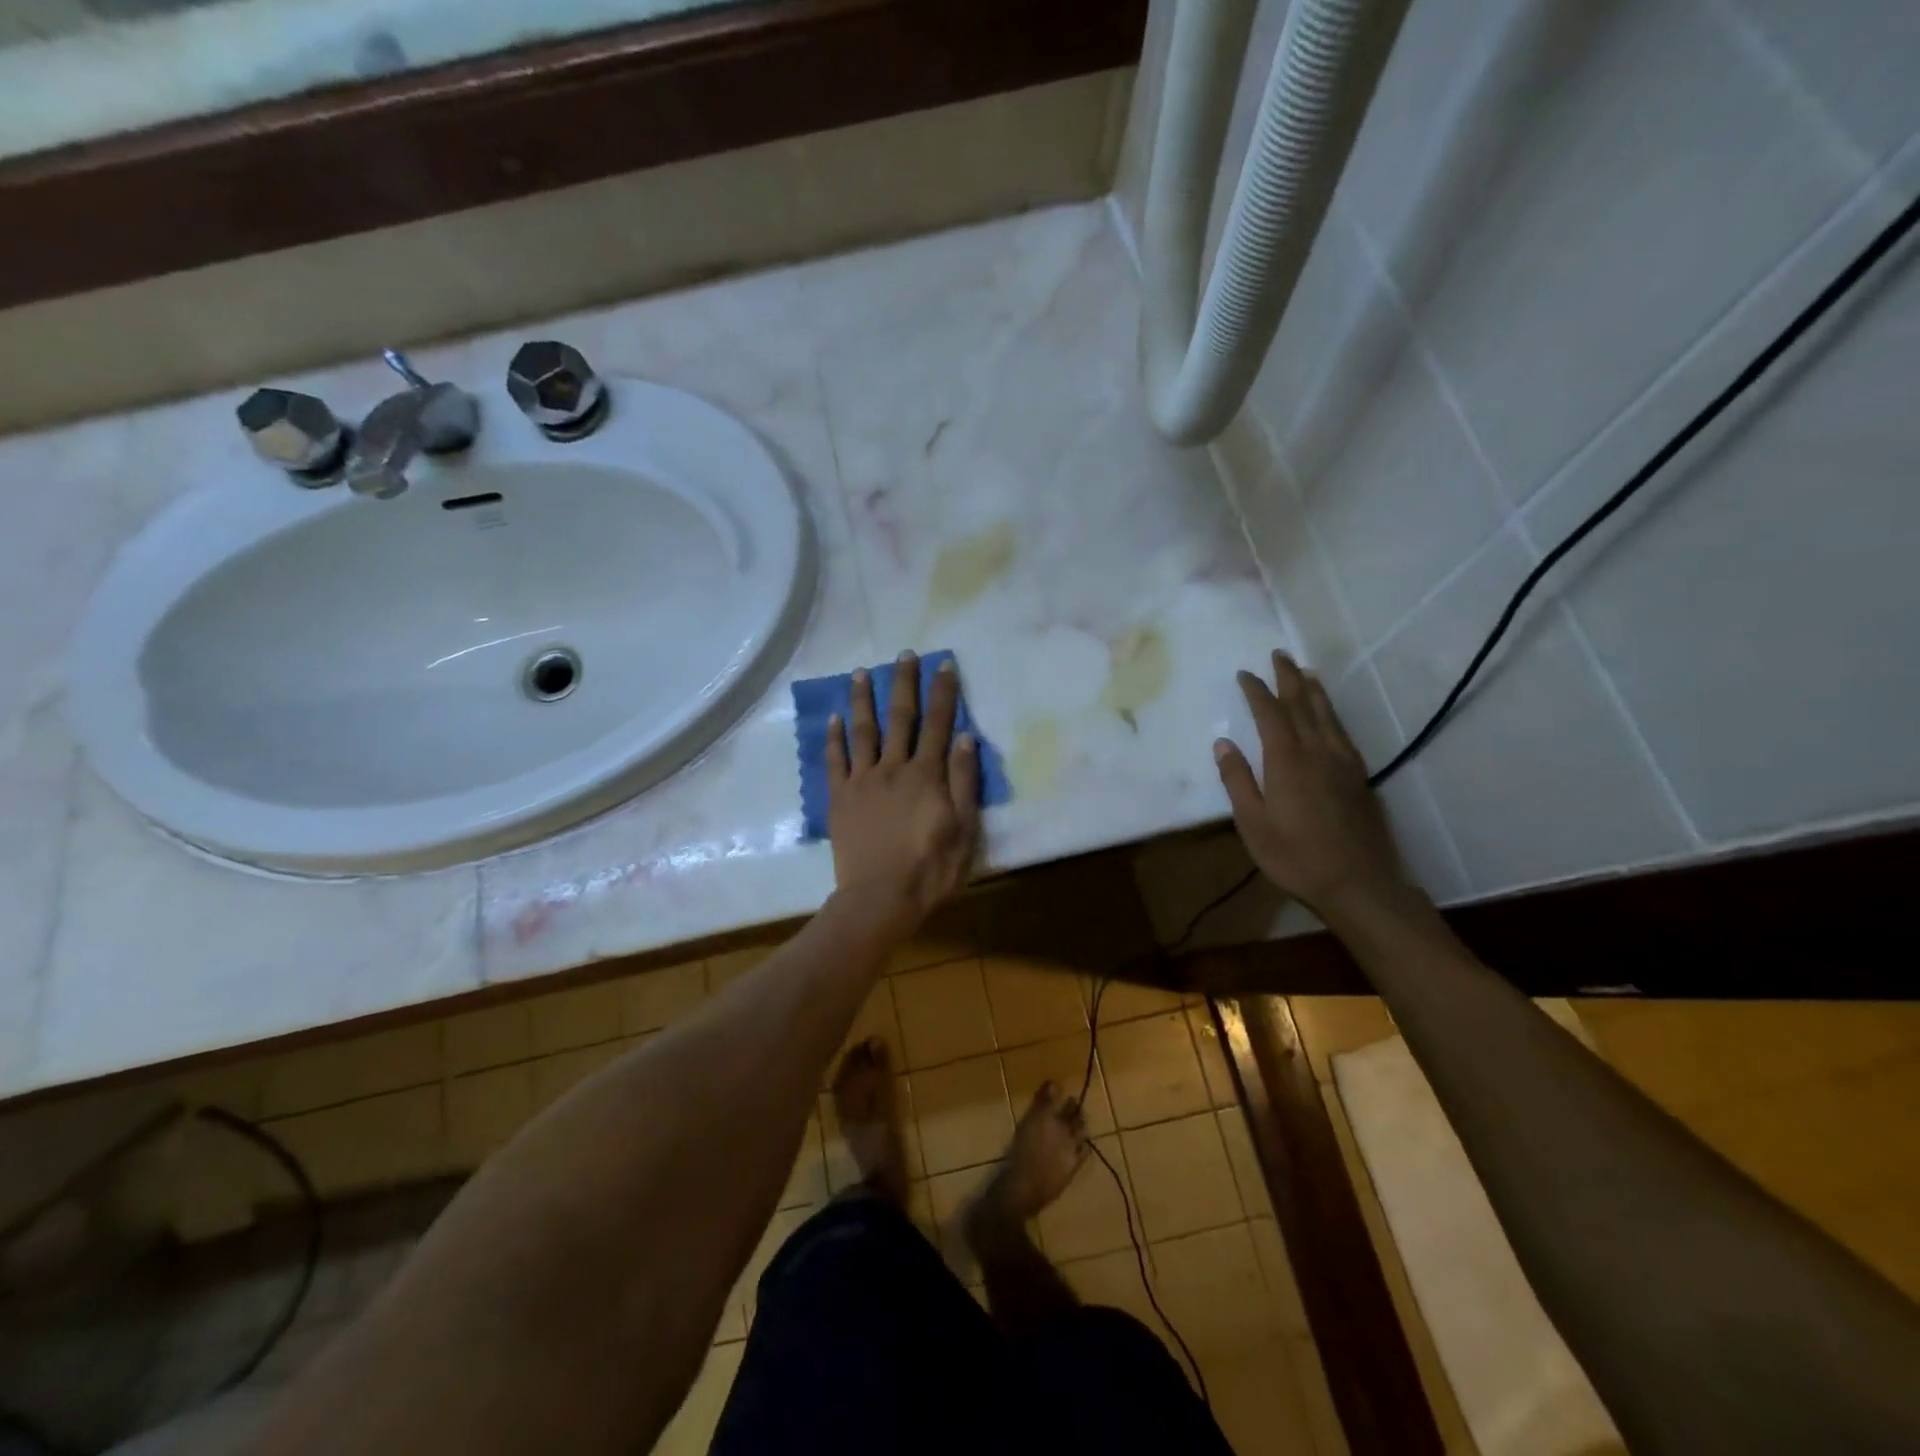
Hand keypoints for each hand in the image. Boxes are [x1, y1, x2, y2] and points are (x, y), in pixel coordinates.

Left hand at [826, 652, 980, 933]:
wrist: (880, 898)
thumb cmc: (930, 867)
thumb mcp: (964, 828)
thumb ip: (964, 781)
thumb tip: (964, 736)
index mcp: (926, 775)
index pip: (938, 724)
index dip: (943, 693)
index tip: (944, 664)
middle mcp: (893, 768)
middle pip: (900, 718)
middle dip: (904, 684)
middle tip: (904, 654)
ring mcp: (863, 781)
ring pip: (863, 731)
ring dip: (863, 700)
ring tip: (861, 672)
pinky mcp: (840, 798)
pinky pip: (835, 761)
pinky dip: (834, 737)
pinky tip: (834, 718)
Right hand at [1213, 651, 1406, 917]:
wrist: (1358, 883)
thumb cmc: (1295, 856)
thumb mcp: (1252, 823)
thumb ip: (1237, 780)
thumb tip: (1223, 744)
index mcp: (1287, 761)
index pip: (1270, 714)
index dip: (1257, 691)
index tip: (1245, 674)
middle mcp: (1318, 752)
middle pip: (1303, 704)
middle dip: (1288, 678)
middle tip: (1279, 655)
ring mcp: (1343, 762)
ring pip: (1327, 715)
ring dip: (1314, 690)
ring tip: (1305, 672)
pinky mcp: (1359, 777)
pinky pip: (1342, 732)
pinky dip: (1331, 713)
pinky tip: (1329, 715)